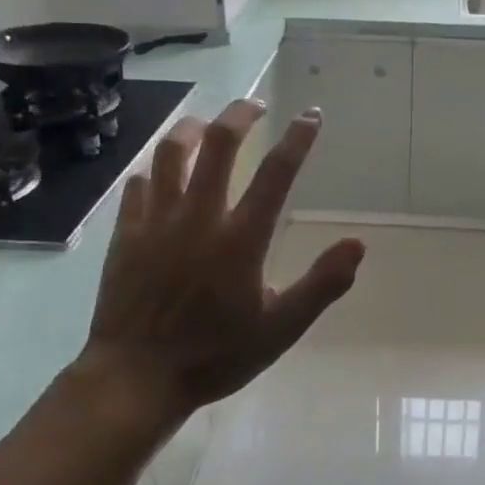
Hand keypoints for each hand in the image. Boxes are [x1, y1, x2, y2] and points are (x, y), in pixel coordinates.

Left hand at [74, 99, 364, 426]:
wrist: (136, 378)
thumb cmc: (215, 355)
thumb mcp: (281, 329)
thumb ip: (322, 284)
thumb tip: (358, 244)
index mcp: (240, 238)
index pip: (276, 173)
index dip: (298, 138)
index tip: (311, 115)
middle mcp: (198, 217)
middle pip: (218, 144)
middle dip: (239, 115)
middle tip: (254, 105)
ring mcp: (156, 222)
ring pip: (169, 153)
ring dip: (190, 129)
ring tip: (205, 125)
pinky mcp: (125, 234)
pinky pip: (138, 186)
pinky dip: (154, 172)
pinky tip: (160, 176)